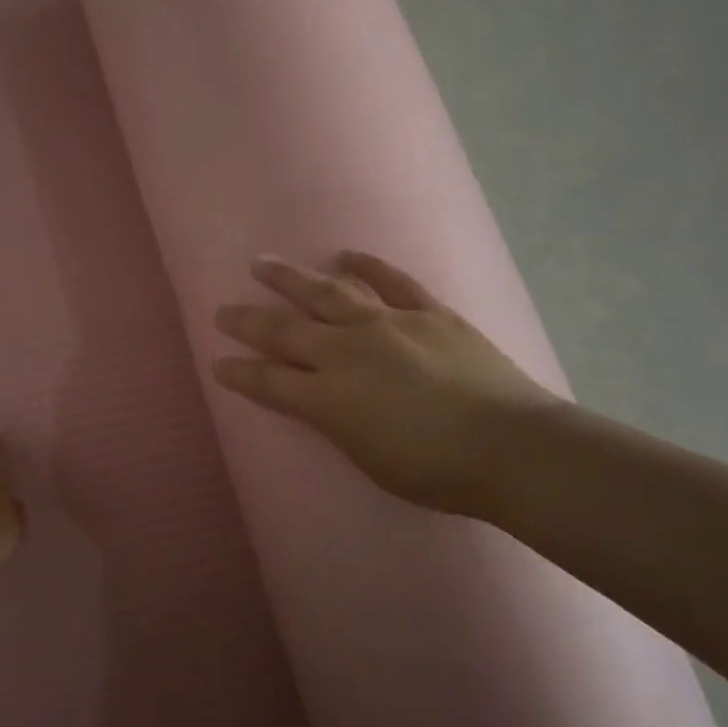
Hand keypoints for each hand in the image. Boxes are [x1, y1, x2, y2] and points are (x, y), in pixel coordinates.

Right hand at [212, 252, 557, 515]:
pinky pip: (391, 280)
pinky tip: (345, 255)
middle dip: (248, 321)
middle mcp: (347, 352)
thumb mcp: (367, 458)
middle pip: (285, 330)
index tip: (218, 362)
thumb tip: (319, 400)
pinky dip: (366, 266)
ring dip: (291, 278)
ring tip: (263, 264)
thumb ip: (335, 423)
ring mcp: (388, 324)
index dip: (240, 372)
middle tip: (223, 311)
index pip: (269, 380)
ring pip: (327, 293)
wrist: (509, 446)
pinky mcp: (427, 312)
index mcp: (328, 397)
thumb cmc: (435, 471)